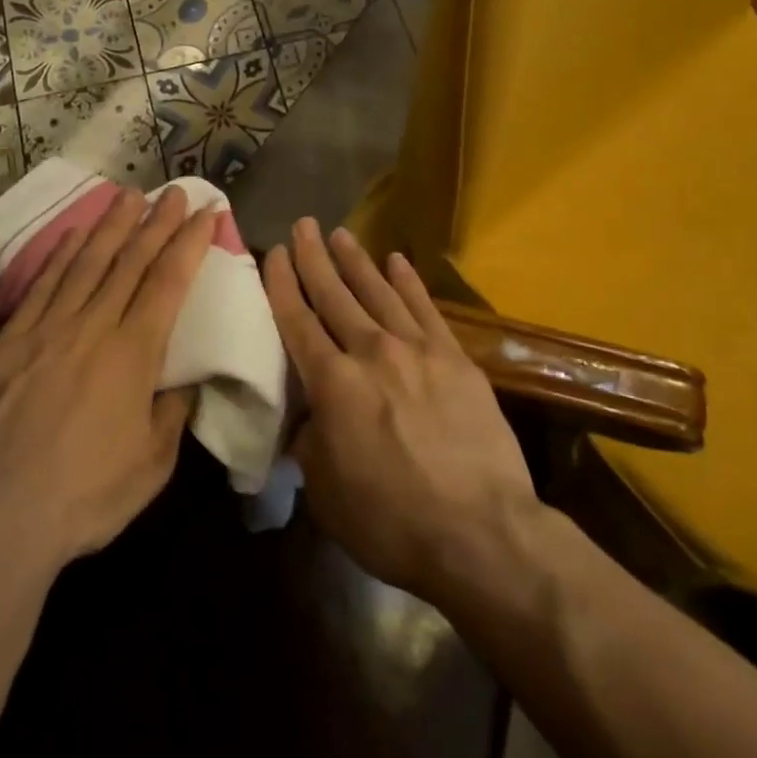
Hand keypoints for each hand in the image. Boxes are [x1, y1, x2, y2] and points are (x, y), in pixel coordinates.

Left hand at [0, 186, 212, 572]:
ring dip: (111, 225)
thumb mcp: (153, 464)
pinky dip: (60, 255)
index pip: (168, 281)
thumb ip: (173, 412)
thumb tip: (185, 380)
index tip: (204, 213)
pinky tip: (73, 234)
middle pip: (130, 261)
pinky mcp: (10, 340)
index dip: (188, 243)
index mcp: (134, 353)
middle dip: (156, 222)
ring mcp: (47, 328)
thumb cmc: (87, 496)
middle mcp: (94, 327)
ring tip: (129, 194)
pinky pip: (42, 285)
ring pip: (86, 262)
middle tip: (173, 190)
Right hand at [265, 219, 536, 605]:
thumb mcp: (326, 492)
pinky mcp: (455, 357)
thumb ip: (310, 444)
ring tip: (341, 234)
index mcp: (332, 384)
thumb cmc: (392, 523)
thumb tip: (308, 420)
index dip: (283, 284)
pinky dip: (408, 282)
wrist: (481, 533)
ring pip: (378, 292)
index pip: (298, 321)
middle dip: (315, 258)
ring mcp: (416, 350)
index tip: (275, 253)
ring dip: (357, 261)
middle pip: (335, 295)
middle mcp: (371, 352)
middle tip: (304, 225)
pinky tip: (397, 261)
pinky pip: (426, 308)